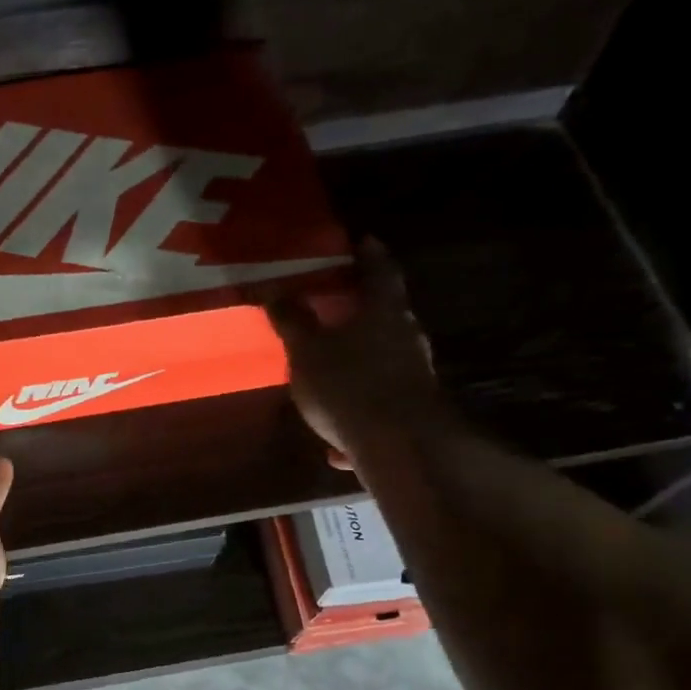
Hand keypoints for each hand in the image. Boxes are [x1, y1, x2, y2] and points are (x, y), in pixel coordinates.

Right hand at [266, 237, 445, 468]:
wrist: (399, 447)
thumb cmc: (348, 385)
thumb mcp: (308, 351)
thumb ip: (293, 320)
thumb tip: (275, 289)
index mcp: (383, 311)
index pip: (379, 270)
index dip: (369, 254)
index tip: (362, 241)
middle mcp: (407, 337)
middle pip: (386, 315)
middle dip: (362, 312)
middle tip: (338, 307)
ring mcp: (415, 375)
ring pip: (383, 362)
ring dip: (359, 365)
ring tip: (331, 375)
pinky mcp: (413, 412)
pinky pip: (380, 405)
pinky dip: (359, 414)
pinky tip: (336, 446)